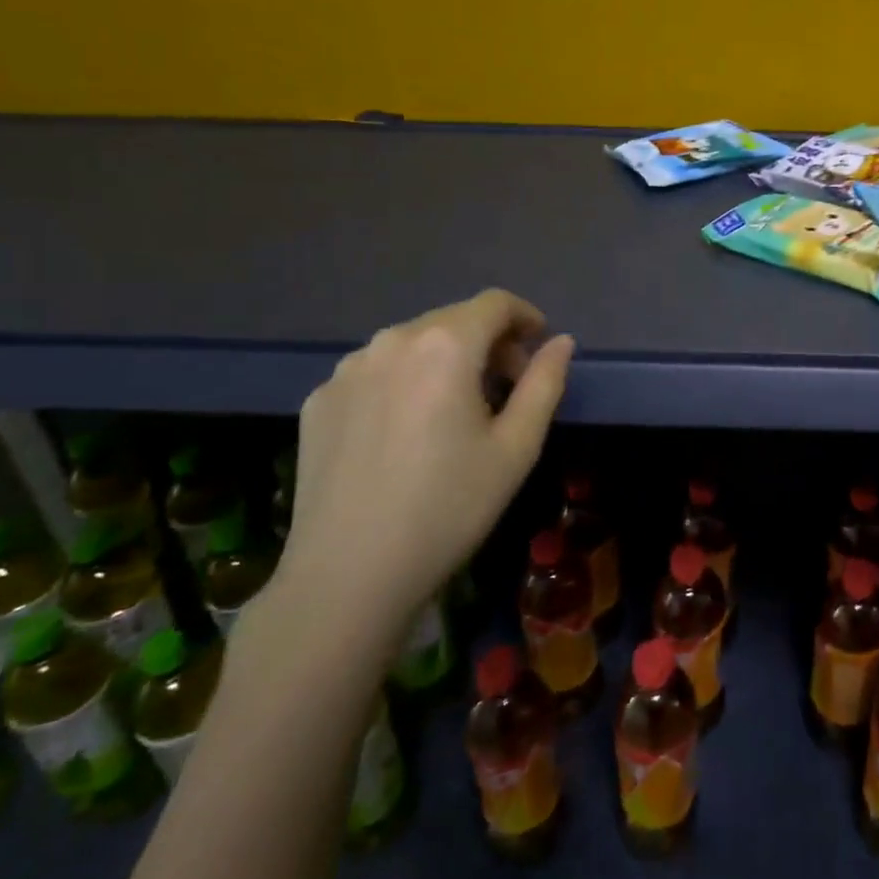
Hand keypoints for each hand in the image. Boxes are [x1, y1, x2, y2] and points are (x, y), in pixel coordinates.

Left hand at [278, 289, 573, 648]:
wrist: (348, 575)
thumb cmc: (449, 508)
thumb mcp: (517, 447)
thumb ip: (545, 383)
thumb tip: (560, 343)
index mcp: (445, 346)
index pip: (495, 303)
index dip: (525, 317)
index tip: (540, 346)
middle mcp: (391, 342)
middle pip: (453, 320)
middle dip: (489, 343)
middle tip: (506, 390)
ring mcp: (346, 371)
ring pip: (412, 345)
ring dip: (445, 362)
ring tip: (455, 414)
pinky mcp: (318, 401)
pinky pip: (375, 373)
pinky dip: (404, 384)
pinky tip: (406, 435)